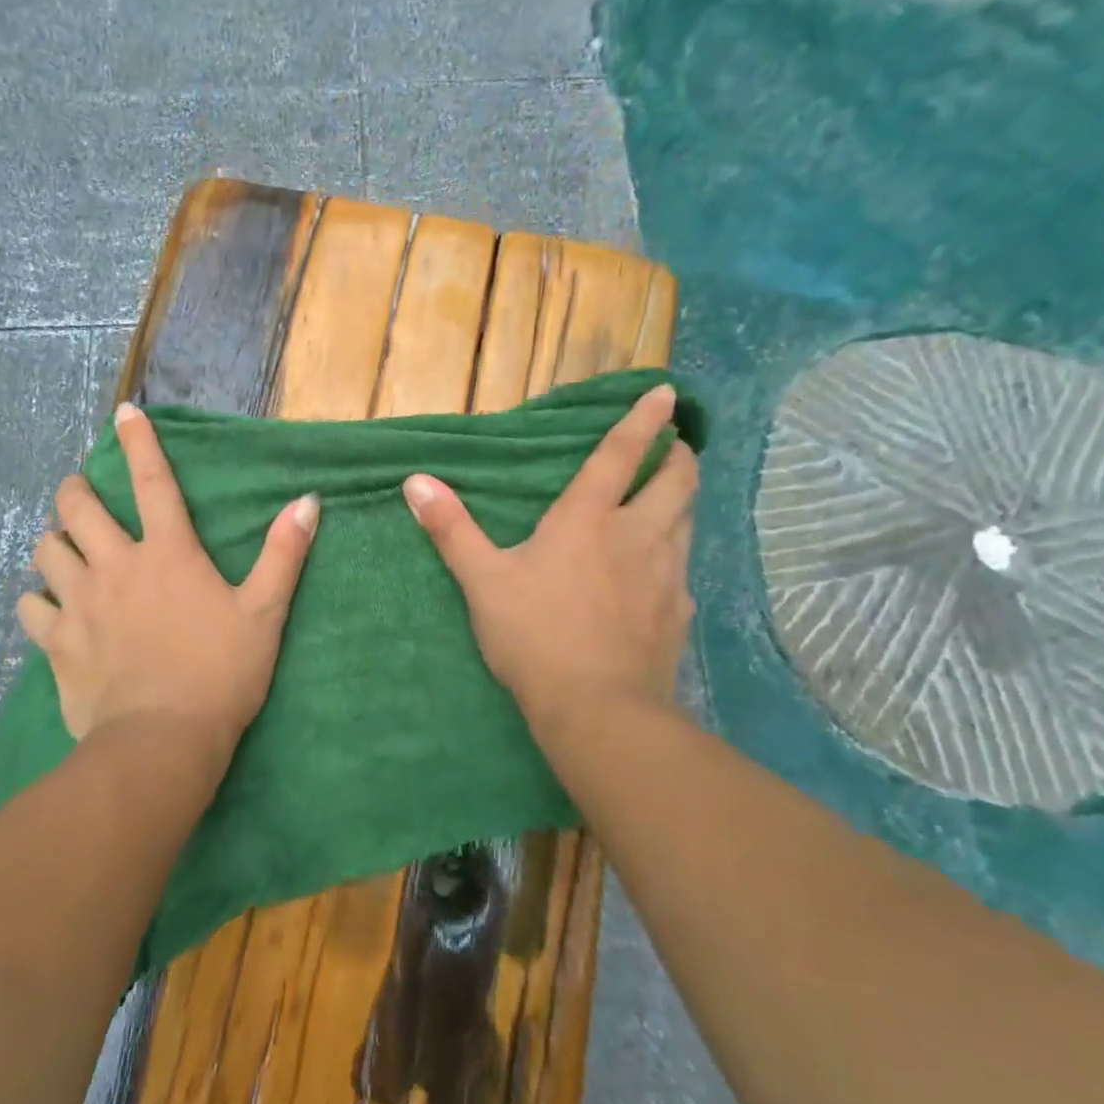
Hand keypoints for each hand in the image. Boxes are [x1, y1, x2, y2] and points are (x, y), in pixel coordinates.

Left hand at [17, 402, 319, 765]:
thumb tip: (307, 501)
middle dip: (75, 490)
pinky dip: (36, 600)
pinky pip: (31, 608)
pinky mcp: (58, 642)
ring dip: (52, 540)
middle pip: (79, 508)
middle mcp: (117, 565)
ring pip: (47, 551)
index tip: (123, 412)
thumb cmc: (220, 673)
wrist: (163, 742)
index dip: (139, 442)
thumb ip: (284, 554)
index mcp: (168, 553)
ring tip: (61, 544)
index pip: (154, 481)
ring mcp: (81, 603)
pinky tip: (45, 606)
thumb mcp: (264, 613)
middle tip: (79, 492)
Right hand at [402, 383, 697, 733]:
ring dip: (681, 502)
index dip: (641, 421)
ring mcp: (666, 576)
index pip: (619, 456)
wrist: (598, 710)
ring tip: (670, 499)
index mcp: (587, 519)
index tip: (666, 393)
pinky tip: (659, 574)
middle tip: (675, 448)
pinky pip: (682, 570)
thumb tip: (416, 481)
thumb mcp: (482, 580)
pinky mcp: (678, 614)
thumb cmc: (534, 634)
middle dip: (678, 458)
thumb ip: (451, 528)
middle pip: (675, 482)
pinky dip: (674, 556)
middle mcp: (636, 536)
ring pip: (687, 523)